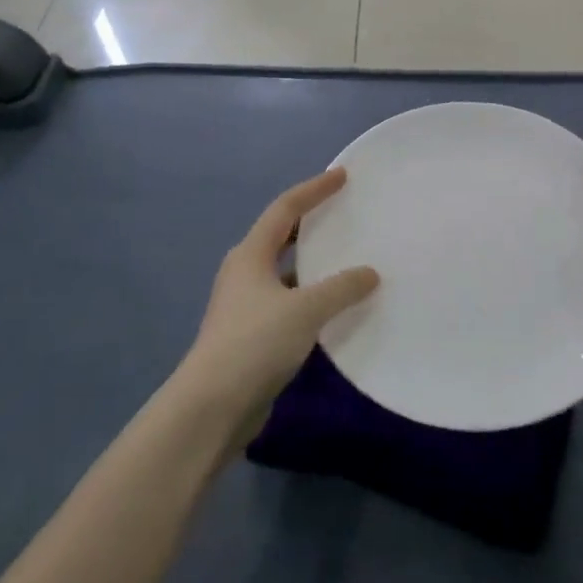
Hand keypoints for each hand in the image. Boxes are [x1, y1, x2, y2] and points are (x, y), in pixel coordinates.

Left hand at [175, 168, 378, 432]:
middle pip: (281, 236)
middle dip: (311, 222)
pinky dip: (310, 296)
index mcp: (251, 255)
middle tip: (344, 213)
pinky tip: (334, 307)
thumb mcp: (305, 310)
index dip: (314, 189)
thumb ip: (341, 288)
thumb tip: (370, 273)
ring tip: (347, 257)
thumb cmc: (255, 343)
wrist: (211, 407)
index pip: (285, 208)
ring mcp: (245, 305)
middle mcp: (245, 273)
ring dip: (312, 263)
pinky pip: (288, 302)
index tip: (341, 176)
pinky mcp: (251, 335)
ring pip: (285, 271)